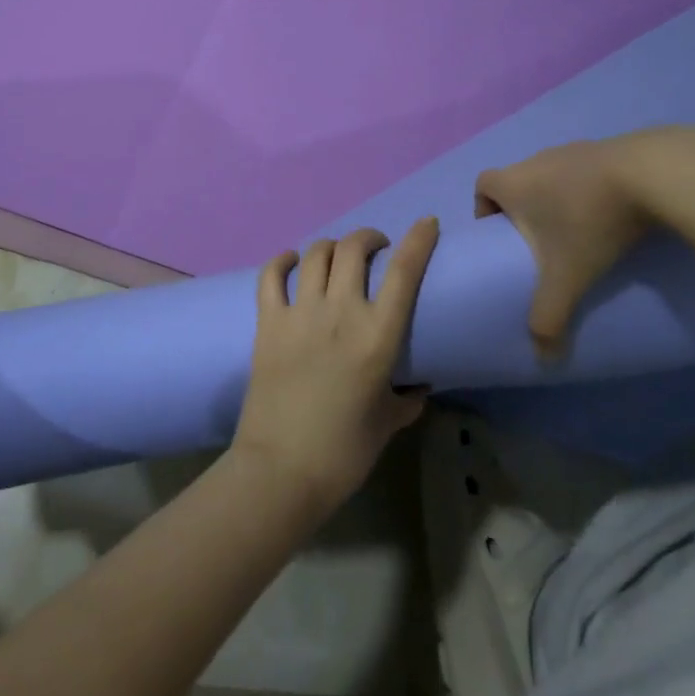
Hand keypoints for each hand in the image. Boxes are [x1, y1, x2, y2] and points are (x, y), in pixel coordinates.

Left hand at [233, 220, 438, 513]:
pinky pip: (271, 275)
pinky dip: (282, 261)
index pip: (403, 272)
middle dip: (369, 237)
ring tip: (337, 257)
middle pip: (354, 248)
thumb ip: (407, 396)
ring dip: (332, 246)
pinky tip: (291, 261)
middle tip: (376, 249)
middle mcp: (339, 313)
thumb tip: (417, 382)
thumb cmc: (343, 452)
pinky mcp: (267, 322)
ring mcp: (299, 313)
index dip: (418, 240)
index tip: (427, 224)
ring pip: (316, 254)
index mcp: (376, 336)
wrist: (281, 471)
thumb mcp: (388, 422)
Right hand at [475, 137, 656, 356]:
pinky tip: (614, 214)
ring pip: (553, 175)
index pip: (482, 184)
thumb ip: (549, 316)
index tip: (501, 236)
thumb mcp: (567, 276)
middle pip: (518, 180)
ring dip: (559, 198)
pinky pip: (587, 170)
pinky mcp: (609, 148)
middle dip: (524, 210)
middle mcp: (537, 159)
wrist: (653, 174)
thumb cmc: (590, 221)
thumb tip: (543, 359)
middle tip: (541, 243)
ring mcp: (574, 150)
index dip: (484, 208)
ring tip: (581, 231)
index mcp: (514, 182)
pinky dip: (591, 189)